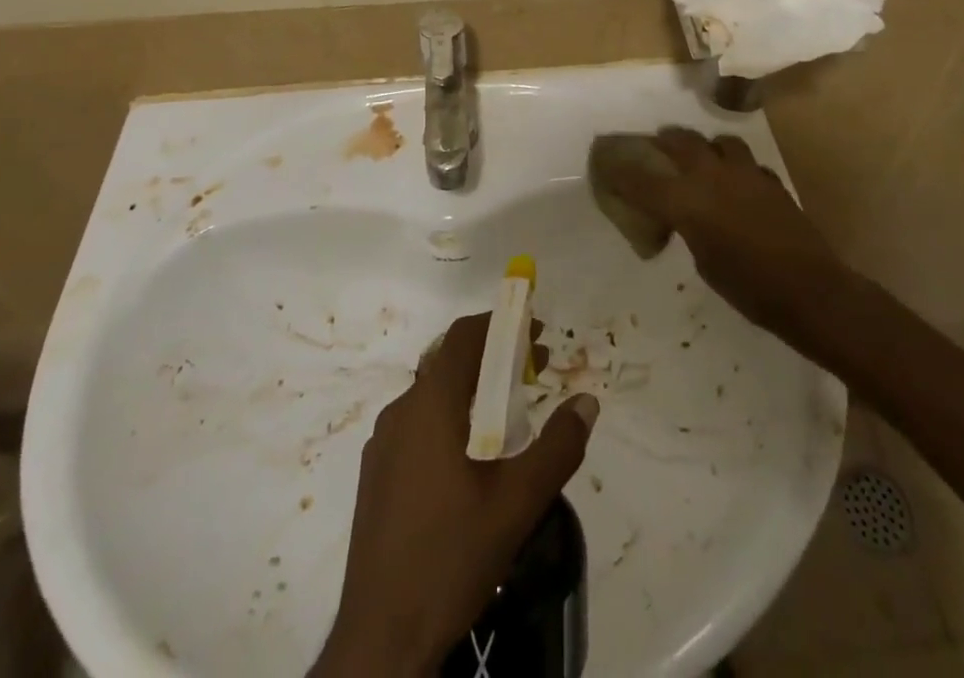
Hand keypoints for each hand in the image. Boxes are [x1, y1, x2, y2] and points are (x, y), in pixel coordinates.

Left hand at [312, 312, 599, 677]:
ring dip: (472, 390)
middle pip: (449, 362)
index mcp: (430, 406)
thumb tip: (587, 401)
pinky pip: (418, 425)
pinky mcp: (376, 475)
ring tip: (510, 417)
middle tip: (534, 373)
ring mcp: (383, 445)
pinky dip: (450, 418)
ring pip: (432, 395)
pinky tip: (472, 460)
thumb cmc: (451, 557)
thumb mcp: (518, 503)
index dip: (500, 324)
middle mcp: (401, 412)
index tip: (535, 333)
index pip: (463, 337)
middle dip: (493, 357)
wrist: (381, 639)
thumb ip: (558, 447)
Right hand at [612, 127, 845, 338]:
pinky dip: (734, 165)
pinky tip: (736, 181)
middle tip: (656, 148)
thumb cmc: (747, 288)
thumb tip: (684, 219)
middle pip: (680, 141)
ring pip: (717, 141)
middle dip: (664, 142)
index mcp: (687, 201)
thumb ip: (688, 228)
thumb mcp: (703, 262)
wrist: (807, 289)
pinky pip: (745, 161)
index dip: (621, 171)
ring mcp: (744, 173)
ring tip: (701, 158)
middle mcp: (711, 176)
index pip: (642, 179)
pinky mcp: (769, 179)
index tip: (608, 165)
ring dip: (704, 146)